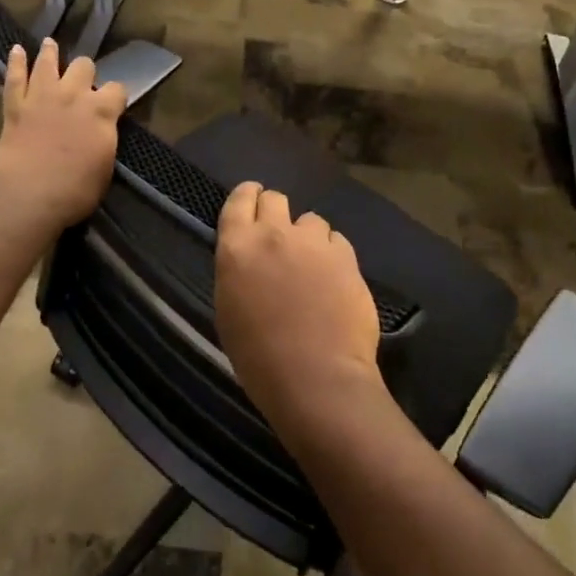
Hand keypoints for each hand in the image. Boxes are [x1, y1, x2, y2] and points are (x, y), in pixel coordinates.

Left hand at [0, 38, 127, 231]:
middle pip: (84, 66)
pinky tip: (16, 49)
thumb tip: (101, 134)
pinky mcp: (15, 105)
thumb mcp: (104, 168)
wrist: (29, 195)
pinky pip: (14, 77)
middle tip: (82, 83)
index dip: (116, 95)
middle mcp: (74, 95)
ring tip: (50, 44)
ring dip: (50, 53)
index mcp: (102, 112)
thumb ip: (104, 142)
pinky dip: (15, 62)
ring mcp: (42, 96)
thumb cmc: (75, 191)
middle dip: (85, 73)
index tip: (114, 104)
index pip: (118, 90)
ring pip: (47, 62)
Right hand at [214, 182, 387, 439]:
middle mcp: (274, 234)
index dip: (246, 196)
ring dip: (307, 237)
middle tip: (278, 236)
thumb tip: (250, 261)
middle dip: (276, 211)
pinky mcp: (346, 256)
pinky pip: (337, 241)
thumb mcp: (229, 310)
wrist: (316, 378)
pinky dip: (332, 254)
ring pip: (311, 220)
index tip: (251, 200)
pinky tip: (334, 279)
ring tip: (311, 265)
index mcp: (237, 247)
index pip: (238, 200)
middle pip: (275, 199)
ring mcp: (313, 243)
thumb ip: (238, 271)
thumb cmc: (259, 358)